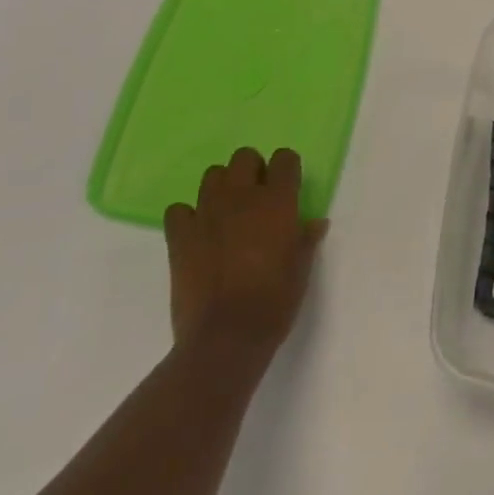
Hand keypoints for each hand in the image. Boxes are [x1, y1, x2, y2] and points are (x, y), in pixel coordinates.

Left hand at [163, 147, 327, 358]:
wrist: (226, 337)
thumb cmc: (275, 301)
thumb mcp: (302, 269)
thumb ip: (306, 238)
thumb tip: (314, 223)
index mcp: (277, 201)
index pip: (284, 158)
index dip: (287, 170)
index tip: (288, 188)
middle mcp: (242, 196)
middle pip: (244, 157)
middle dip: (252, 171)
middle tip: (257, 199)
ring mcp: (207, 213)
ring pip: (212, 175)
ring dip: (221, 188)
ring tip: (226, 214)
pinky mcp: (180, 235)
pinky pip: (179, 210)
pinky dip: (187, 217)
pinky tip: (197, 235)